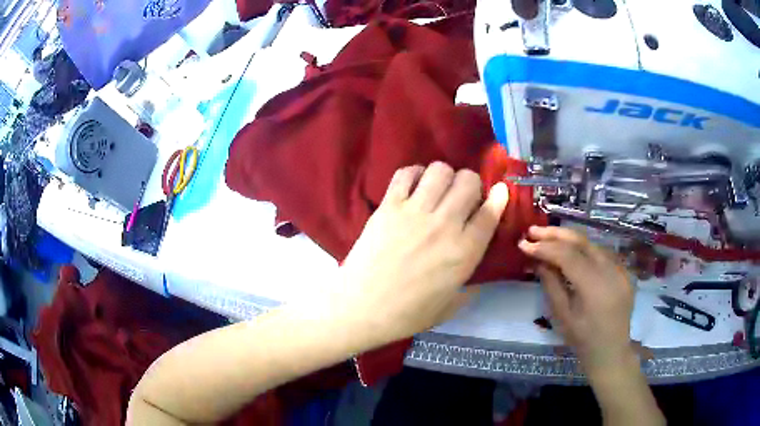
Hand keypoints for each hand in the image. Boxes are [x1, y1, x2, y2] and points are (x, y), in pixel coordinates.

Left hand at [336, 162, 508, 346]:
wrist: (360, 307)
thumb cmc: (406, 314)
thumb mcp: (449, 307)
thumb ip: (469, 289)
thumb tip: (478, 279)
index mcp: (464, 252)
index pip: (490, 212)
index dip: (499, 197)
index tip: (498, 192)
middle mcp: (444, 225)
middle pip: (468, 181)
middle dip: (471, 185)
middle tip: (462, 198)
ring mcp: (415, 212)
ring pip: (440, 170)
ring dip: (445, 176)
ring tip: (437, 190)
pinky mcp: (388, 206)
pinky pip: (406, 173)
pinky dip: (414, 174)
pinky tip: (413, 187)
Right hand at [518, 227, 634, 375]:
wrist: (611, 351)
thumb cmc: (583, 340)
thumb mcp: (562, 316)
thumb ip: (551, 284)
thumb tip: (538, 260)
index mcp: (595, 287)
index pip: (568, 256)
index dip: (545, 247)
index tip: (524, 244)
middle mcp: (611, 271)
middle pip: (582, 242)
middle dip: (555, 234)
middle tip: (533, 231)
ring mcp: (620, 269)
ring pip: (592, 244)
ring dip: (568, 239)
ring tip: (547, 237)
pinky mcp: (623, 271)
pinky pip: (601, 253)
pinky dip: (583, 248)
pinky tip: (570, 249)